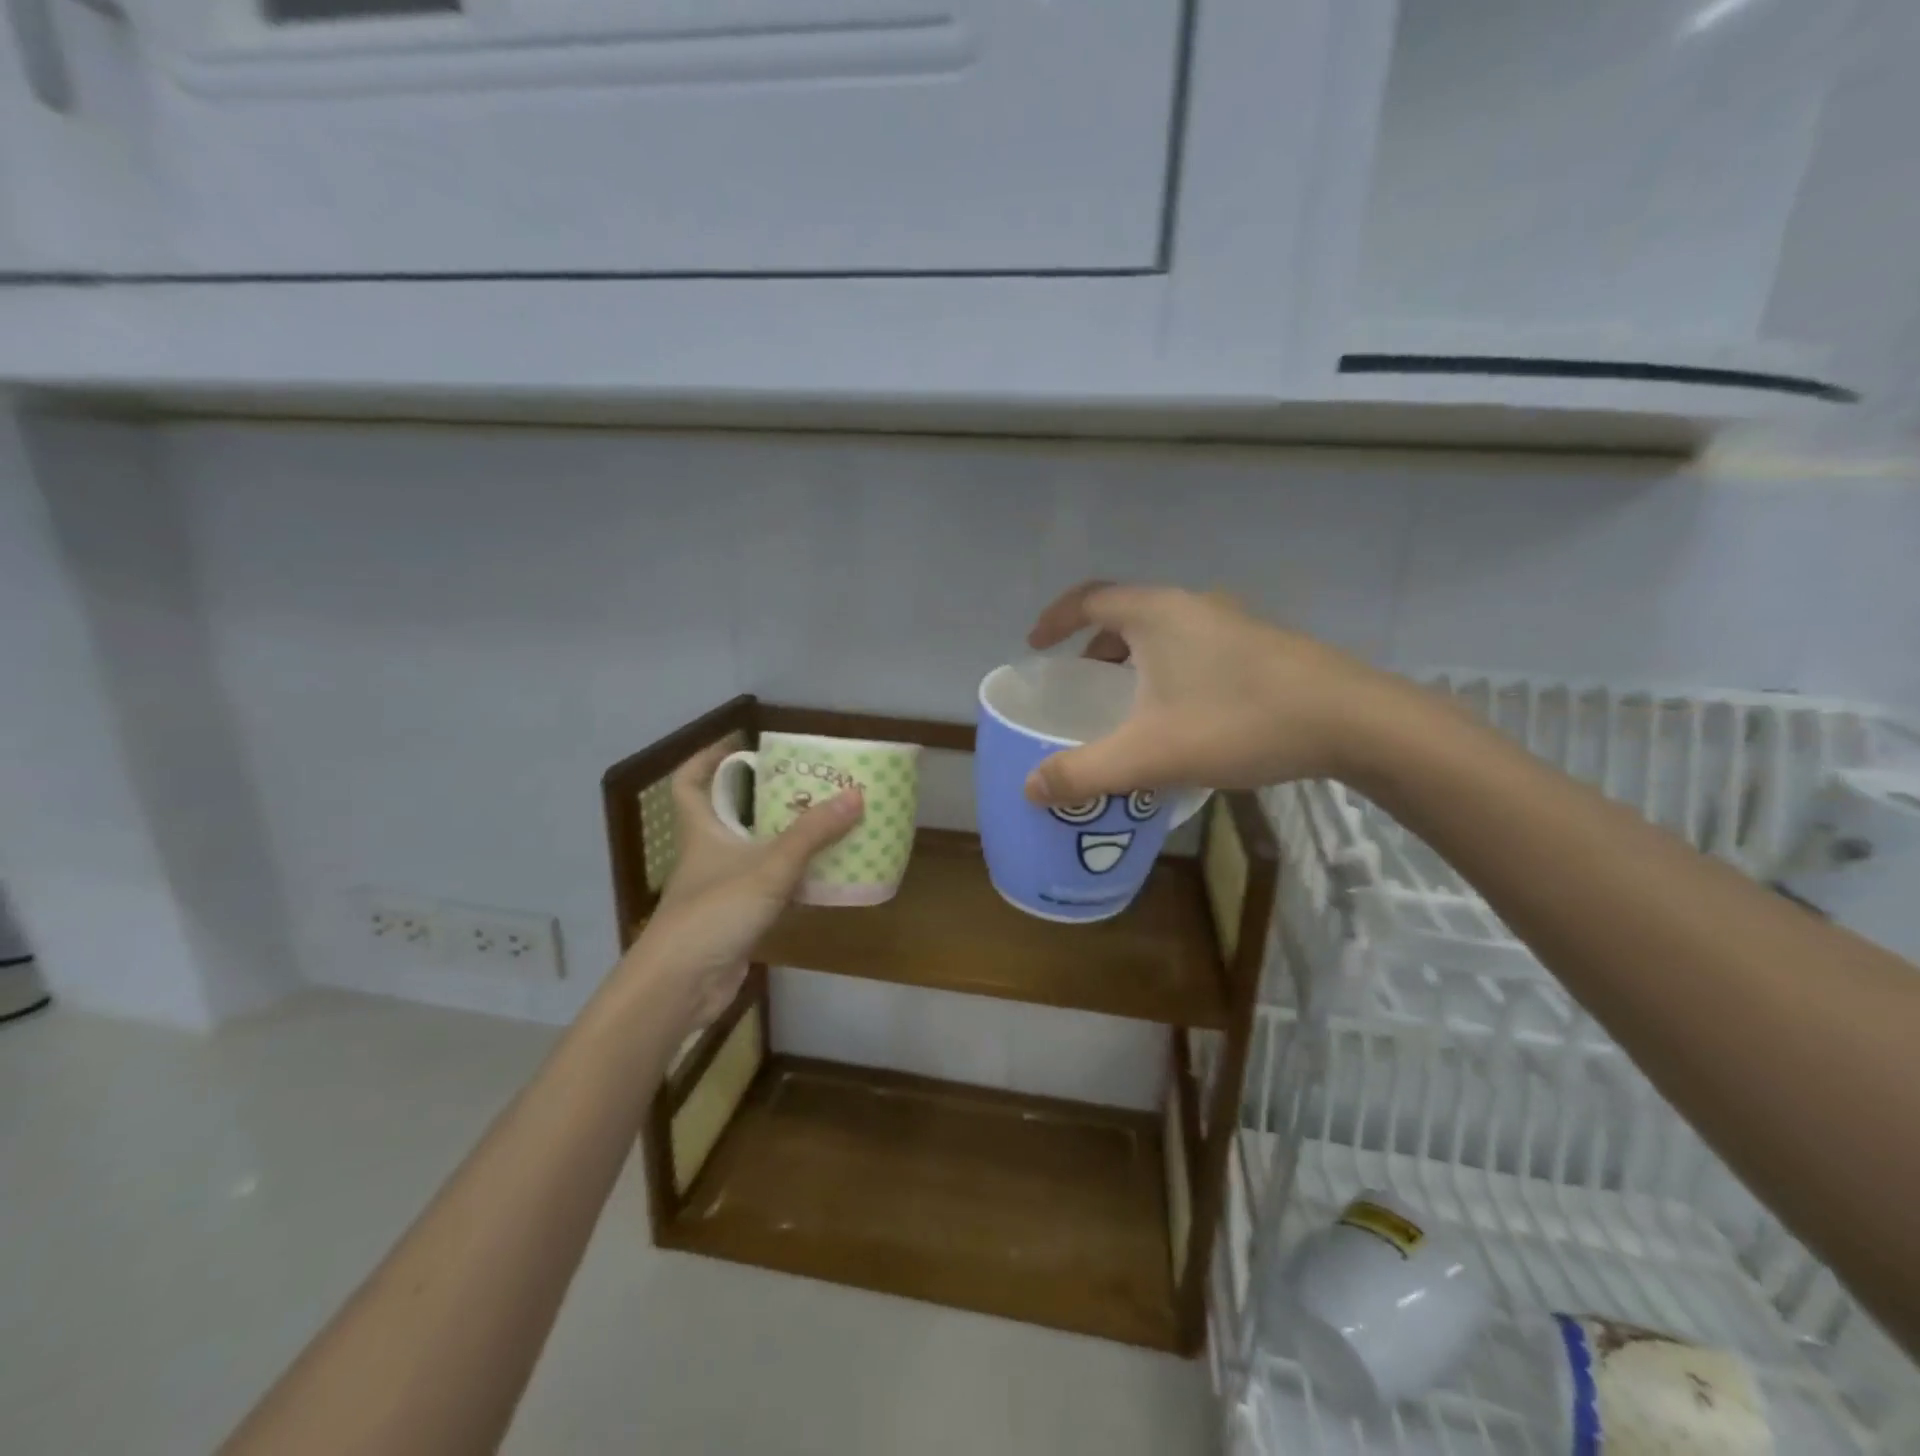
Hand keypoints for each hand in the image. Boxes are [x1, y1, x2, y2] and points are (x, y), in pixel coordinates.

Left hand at [624, 736, 861, 1029]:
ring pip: (751, 851)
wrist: (680, 985)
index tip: (742, 744)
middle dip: (763, 797)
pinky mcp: (735, 918)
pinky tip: (822, 877)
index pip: (689, 782)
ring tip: (825, 823)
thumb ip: (813, 833)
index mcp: (702, 830)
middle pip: (729, 813)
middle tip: (806, 784)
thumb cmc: (714, 912)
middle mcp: (707, 853)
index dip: (708, 757)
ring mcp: (720, 888)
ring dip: (782, 838)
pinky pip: (766, 887)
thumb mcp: (769, 866)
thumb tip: (855, 795)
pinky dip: (790, 879)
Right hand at [1023, 581, 1391, 803]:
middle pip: (1125, 615)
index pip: (1088, 599)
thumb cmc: (1238, 722)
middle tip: (1079, 686)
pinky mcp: (1260, 646)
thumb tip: (1029, 788)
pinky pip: (1194, 648)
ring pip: (1164, 633)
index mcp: (1156, 614)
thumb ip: (1084, 772)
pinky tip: (1181, 716)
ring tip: (1126, 705)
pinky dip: (1169, 671)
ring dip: (1134, 661)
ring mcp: (1232, 623)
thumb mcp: (1149, 754)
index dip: (1054, 620)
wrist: (1354, 721)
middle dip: (1093, 648)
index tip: (1035, 647)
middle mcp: (1192, 605)